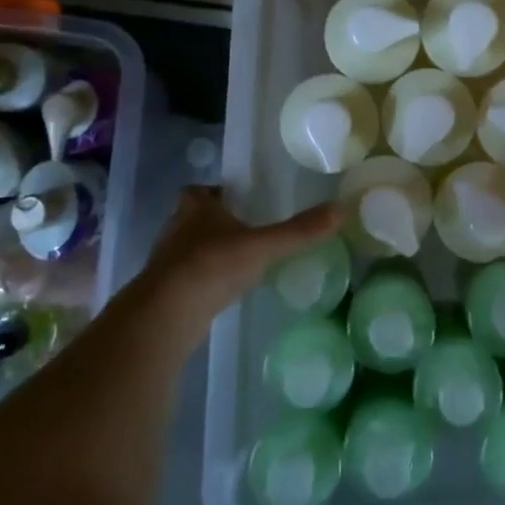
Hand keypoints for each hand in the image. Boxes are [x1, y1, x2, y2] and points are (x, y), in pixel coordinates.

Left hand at [137, 187, 340, 326]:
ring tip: (237, 261)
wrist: (167, 314)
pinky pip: (186, 279)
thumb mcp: (263, 246)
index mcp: (196, 207)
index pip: (199, 191)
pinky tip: (222, 291)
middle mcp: (176, 228)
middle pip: (192, 218)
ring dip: (206, 252)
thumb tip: (340, 209)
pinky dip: (202, 281)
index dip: (214, 194)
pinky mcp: (164, 293)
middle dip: (213, 223)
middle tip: (243, 229)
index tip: (235, 200)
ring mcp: (166, 262)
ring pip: (187, 249)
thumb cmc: (213, 265)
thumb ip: (299, 231)